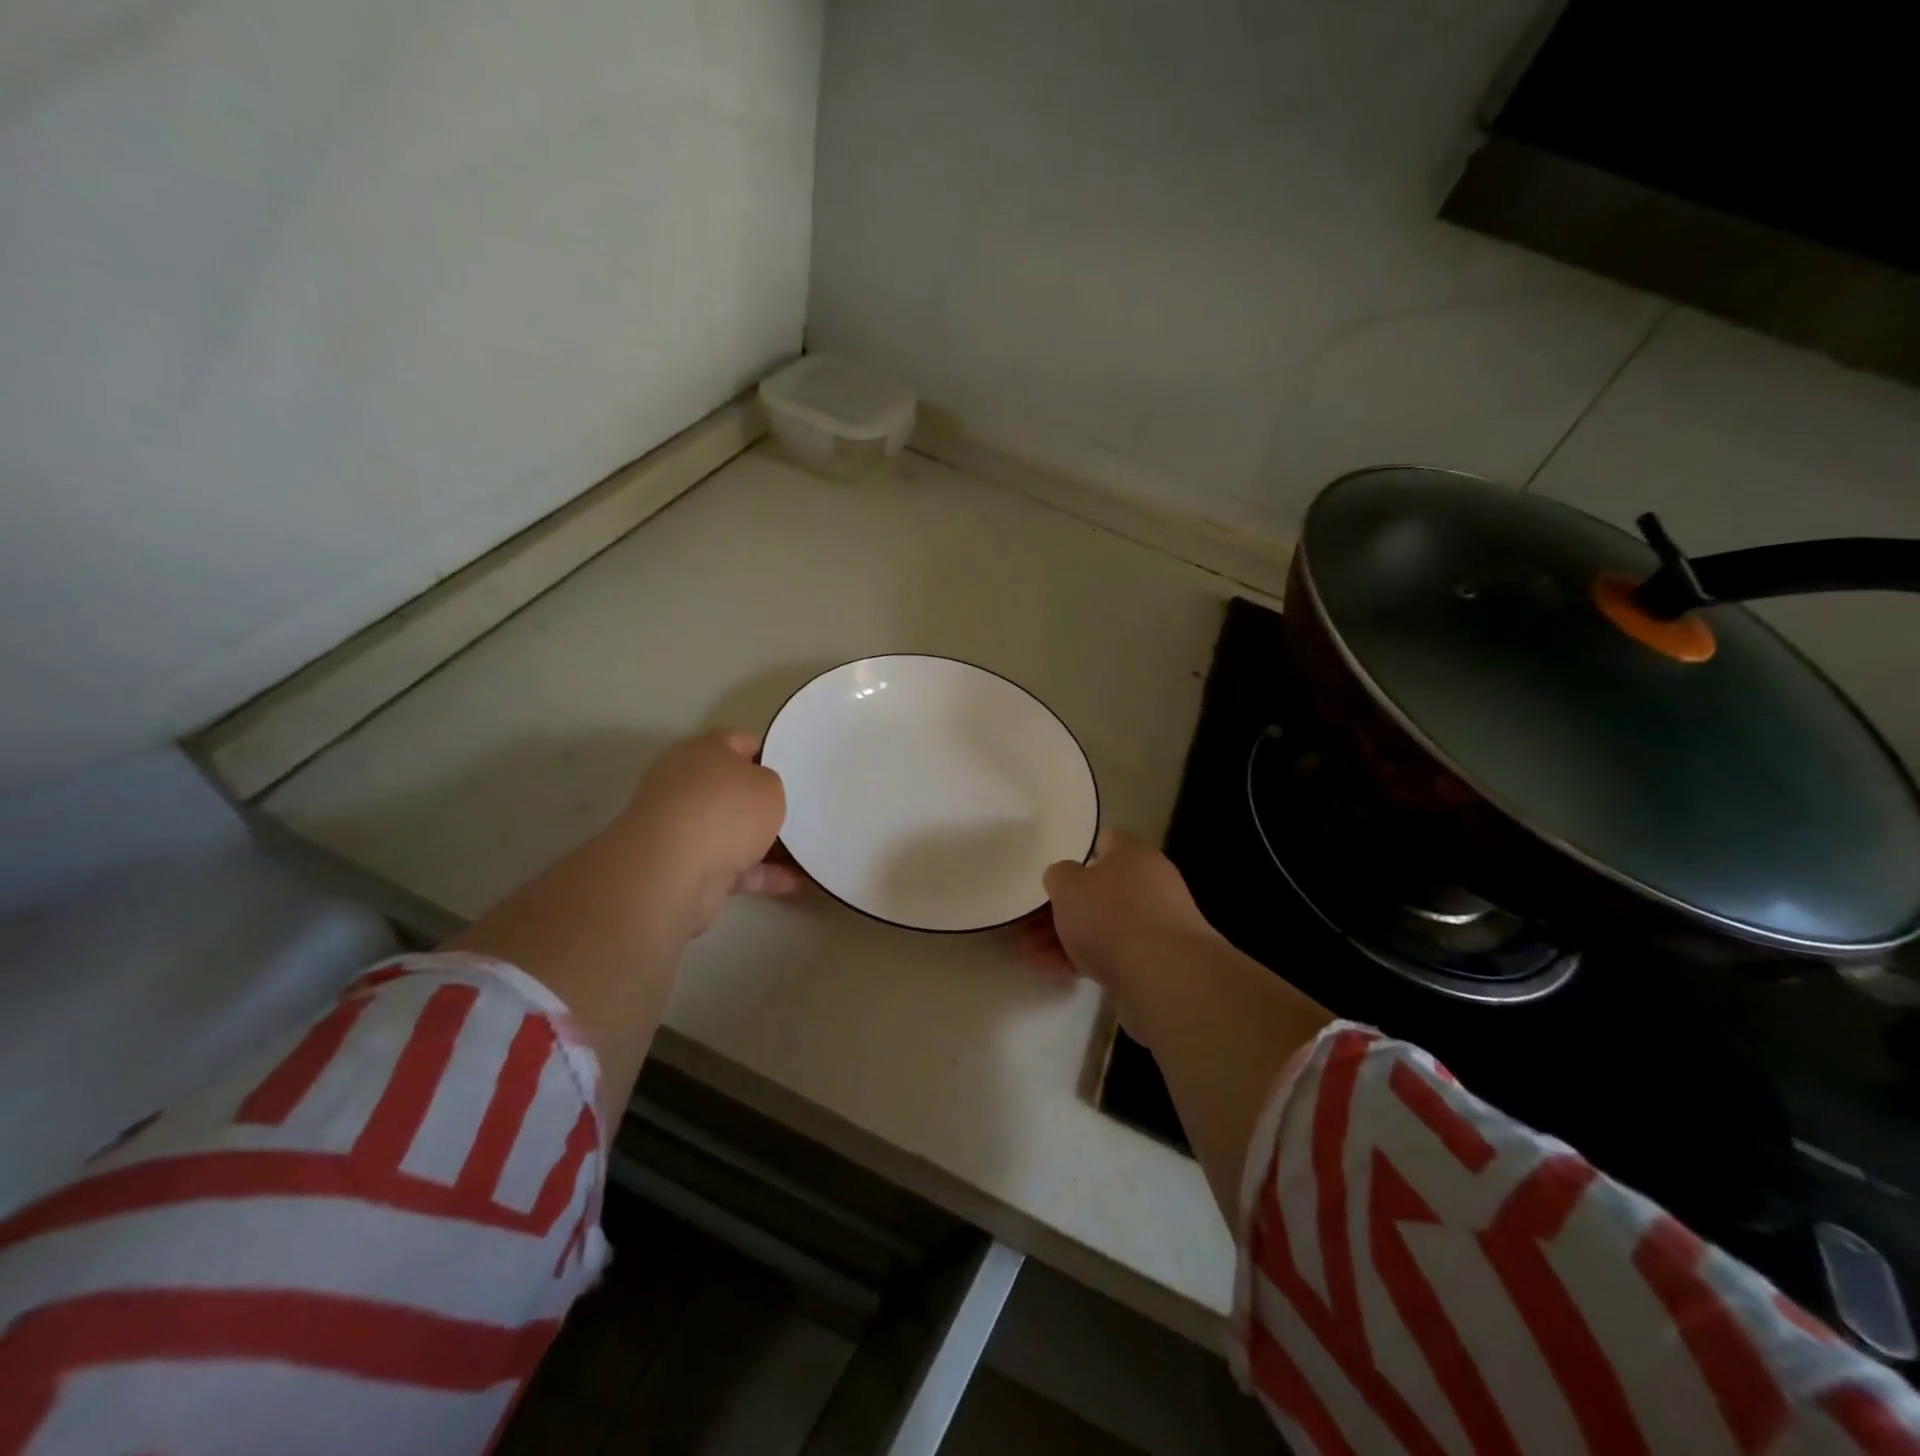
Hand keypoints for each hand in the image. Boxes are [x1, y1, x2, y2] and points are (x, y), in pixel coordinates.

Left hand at [611, 730, 802, 941]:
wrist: (673, 869)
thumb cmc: (726, 810)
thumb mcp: (768, 786)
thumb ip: (770, 784)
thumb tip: (759, 793)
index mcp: (702, 752)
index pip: (737, 742)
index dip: (767, 752)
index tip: (794, 768)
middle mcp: (687, 785)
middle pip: (733, 789)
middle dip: (763, 802)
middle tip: (800, 810)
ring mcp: (683, 828)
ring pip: (733, 831)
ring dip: (766, 843)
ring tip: (806, 851)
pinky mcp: (686, 866)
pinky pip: (732, 866)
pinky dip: (761, 874)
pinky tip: (796, 881)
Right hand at [1017, 831, 1220, 1021]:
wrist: (1164, 977)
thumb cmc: (1112, 916)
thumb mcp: (1068, 885)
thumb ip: (1059, 875)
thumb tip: (1065, 878)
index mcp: (1133, 855)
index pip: (1103, 841)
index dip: (1075, 851)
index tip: (1048, 869)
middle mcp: (1149, 884)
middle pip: (1097, 889)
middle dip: (1060, 906)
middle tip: (1026, 919)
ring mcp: (1153, 925)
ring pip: (1100, 924)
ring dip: (1063, 936)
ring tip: (1026, 951)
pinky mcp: (1152, 962)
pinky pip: (1108, 953)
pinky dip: (1079, 959)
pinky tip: (1048, 969)